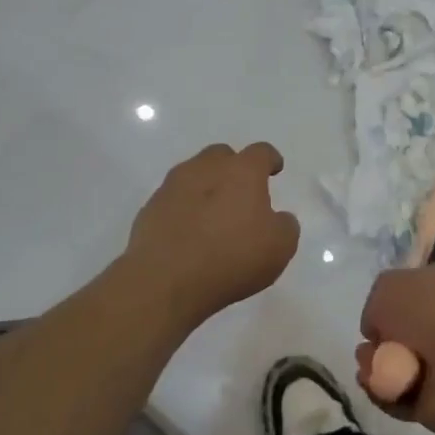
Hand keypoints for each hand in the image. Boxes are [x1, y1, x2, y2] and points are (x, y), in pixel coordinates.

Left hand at [124, 142, 299, 322]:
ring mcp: (172, 187)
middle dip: (233, 168)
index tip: (274, 169)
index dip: (270, 159)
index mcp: (242, 171)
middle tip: (241, 192)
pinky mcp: (149, 209)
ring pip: (193, 174)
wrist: (165, 282)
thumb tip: (278, 218)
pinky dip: (183, 209)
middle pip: (222, 155)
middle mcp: (205, 169)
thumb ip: (285, 225)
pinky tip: (188, 233)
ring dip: (205, 187)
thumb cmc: (232, 258)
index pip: (261, 152)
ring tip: (212, 213)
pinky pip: (173, 200)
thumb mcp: (280, 247)